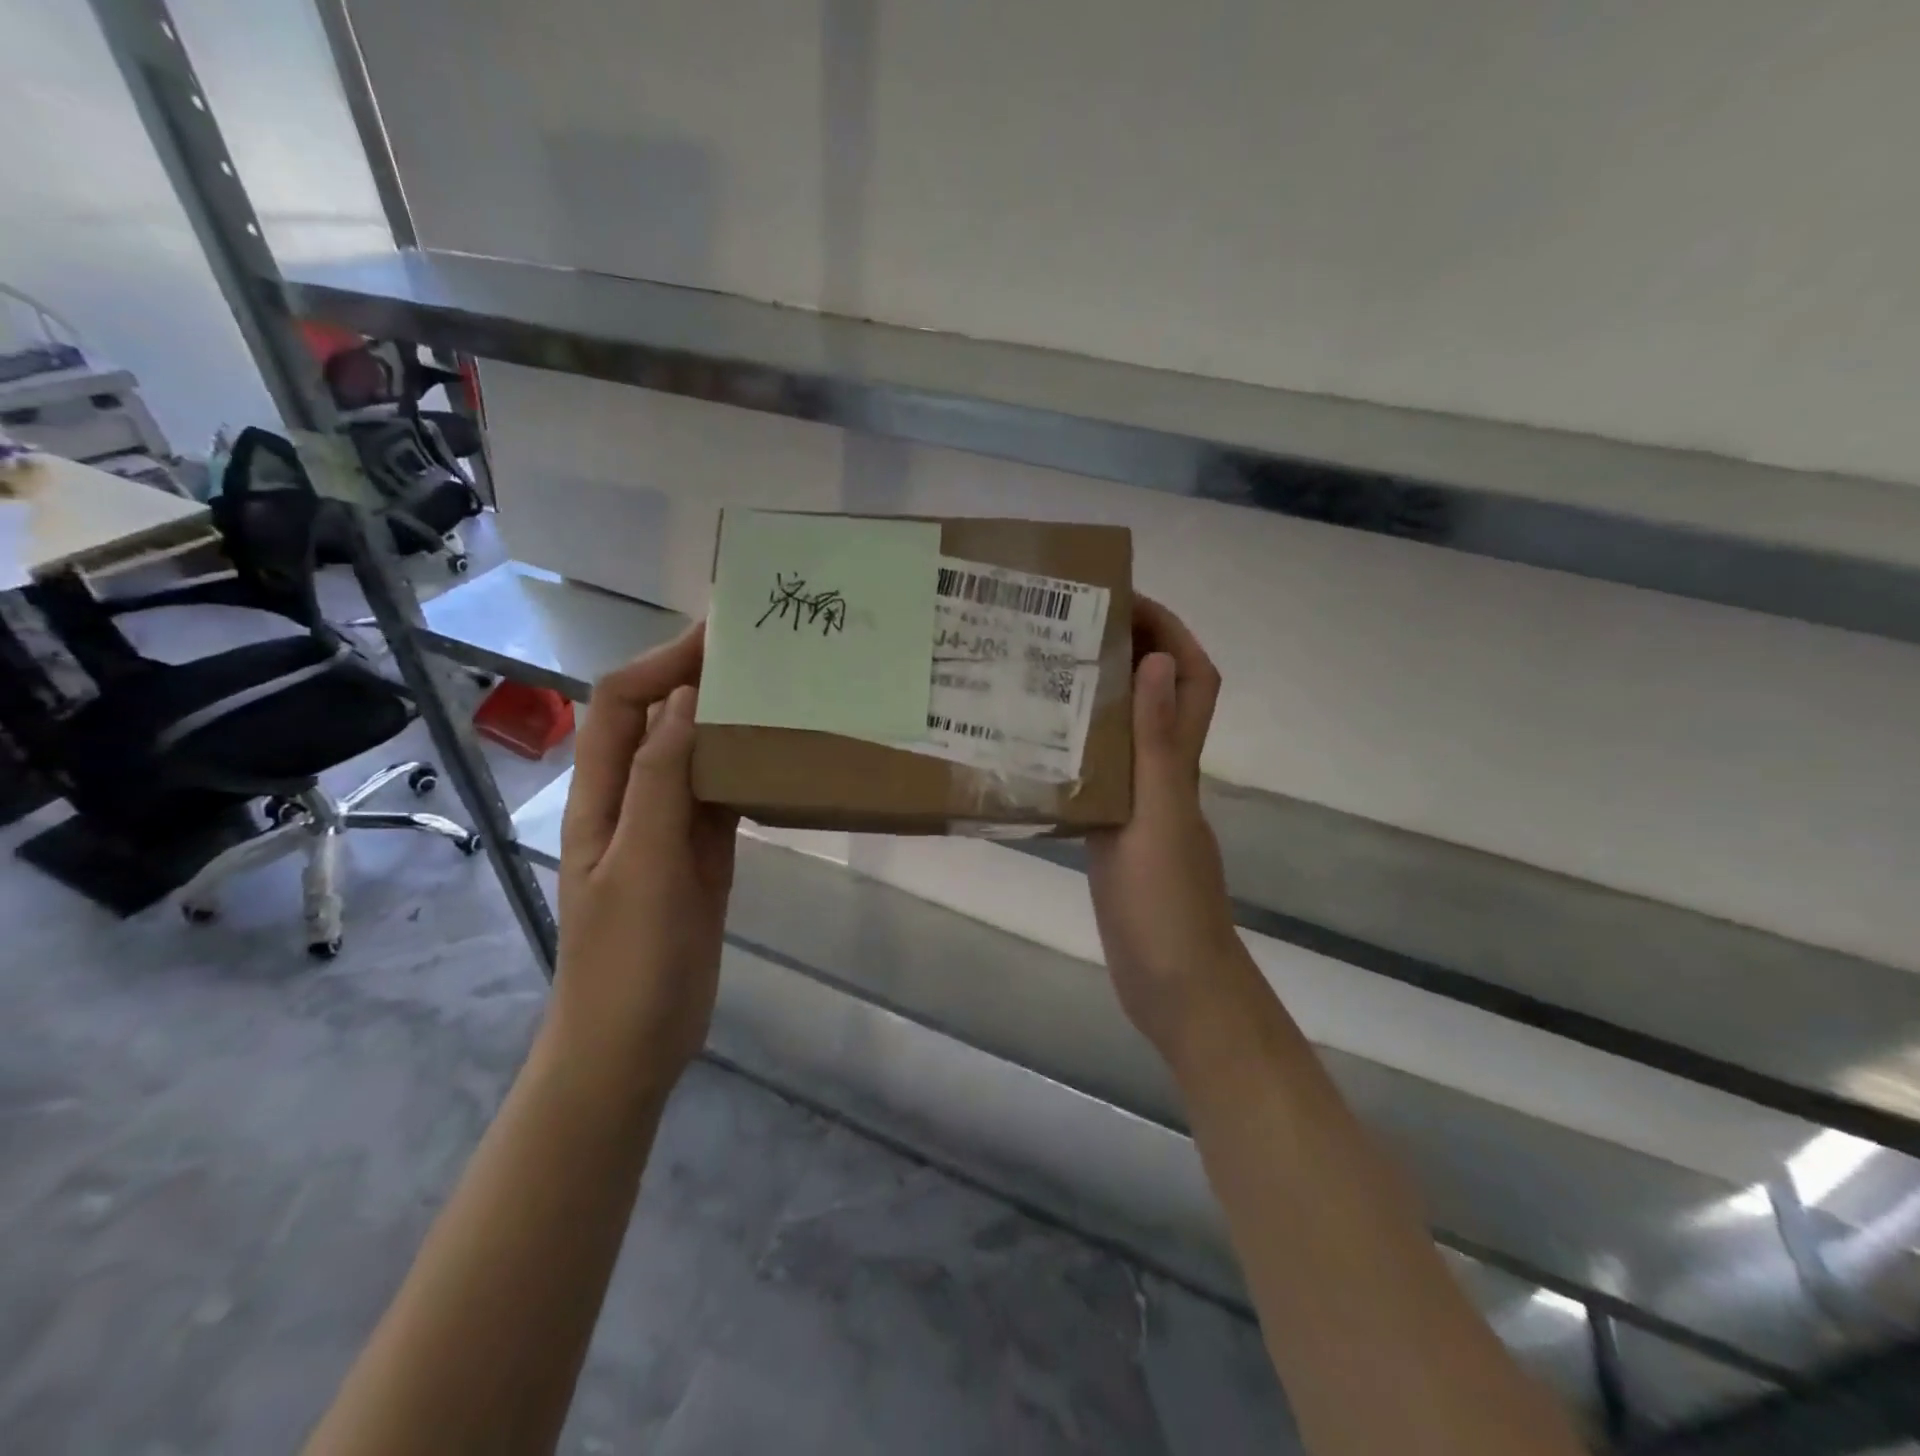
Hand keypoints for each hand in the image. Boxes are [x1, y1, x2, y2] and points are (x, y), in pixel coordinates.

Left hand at [550, 624, 738, 1093]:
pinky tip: (782, 758)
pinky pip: (725, 797)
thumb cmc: (627, 959)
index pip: (625, 704)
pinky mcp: (702, 856)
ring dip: (730, 723)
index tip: (718, 636)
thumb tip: (684, 697)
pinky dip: (748, 771)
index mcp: (603, 795)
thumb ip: (660, 780)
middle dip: (700, 680)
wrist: (632, 1043)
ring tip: (782, 694)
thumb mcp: (643, 863)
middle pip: (662, 721)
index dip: (663, 663)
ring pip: (698, 756)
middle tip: (763, 656)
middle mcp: (634, 800)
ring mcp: (670, 829)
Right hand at [1086, 597, 1252, 1069]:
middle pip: (1158, 697)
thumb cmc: (1167, 903)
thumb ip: (1155, 743)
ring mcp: (1141, 806)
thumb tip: (1156, 659)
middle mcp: (1164, 776)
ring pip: (1126, 734)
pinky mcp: (1116, 836)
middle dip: (1130, 653)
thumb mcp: (1156, 815)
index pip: (1192, 679)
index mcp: (1178, 764)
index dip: (1172, 633)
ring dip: (1100, 698)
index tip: (1126, 600)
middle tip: (1069, 628)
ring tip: (1044, 673)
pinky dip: (1079, 750)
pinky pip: (1100, 775)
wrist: (1173, 987)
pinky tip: (1037, 748)